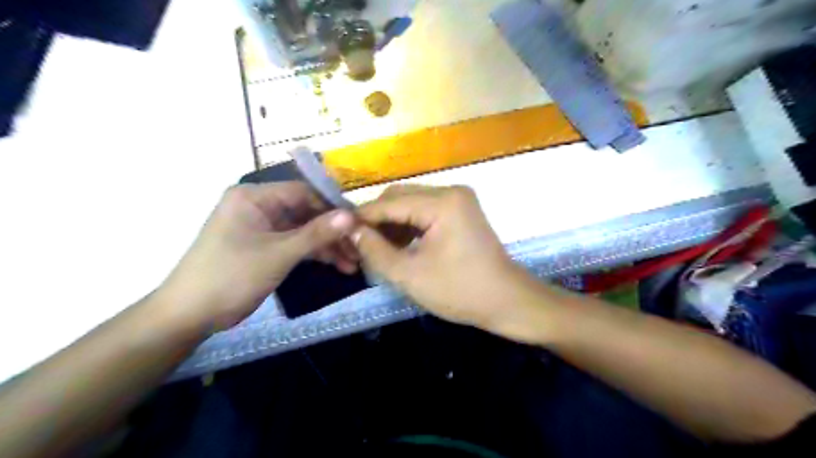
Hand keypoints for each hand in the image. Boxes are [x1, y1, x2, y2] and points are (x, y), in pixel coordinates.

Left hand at [158, 185, 355, 330]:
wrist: (190, 315)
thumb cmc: (231, 276)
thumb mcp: (279, 254)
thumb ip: (317, 233)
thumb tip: (351, 216)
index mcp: (254, 197)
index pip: (303, 192)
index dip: (332, 207)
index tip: (359, 224)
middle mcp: (259, 207)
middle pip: (306, 213)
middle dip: (333, 232)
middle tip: (359, 249)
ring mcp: (263, 228)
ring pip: (304, 231)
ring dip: (328, 246)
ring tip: (353, 263)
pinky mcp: (265, 247)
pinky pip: (296, 244)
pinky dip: (315, 255)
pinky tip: (338, 266)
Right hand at [352, 184, 529, 332]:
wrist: (507, 300)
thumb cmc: (460, 291)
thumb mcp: (410, 275)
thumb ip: (375, 250)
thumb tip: (351, 231)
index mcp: (442, 202)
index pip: (389, 203)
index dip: (362, 217)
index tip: (338, 231)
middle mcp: (451, 191)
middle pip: (400, 197)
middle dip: (377, 219)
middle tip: (358, 243)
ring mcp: (459, 199)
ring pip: (412, 203)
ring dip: (392, 222)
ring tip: (377, 247)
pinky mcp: (461, 210)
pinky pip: (426, 211)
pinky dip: (409, 225)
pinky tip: (399, 244)